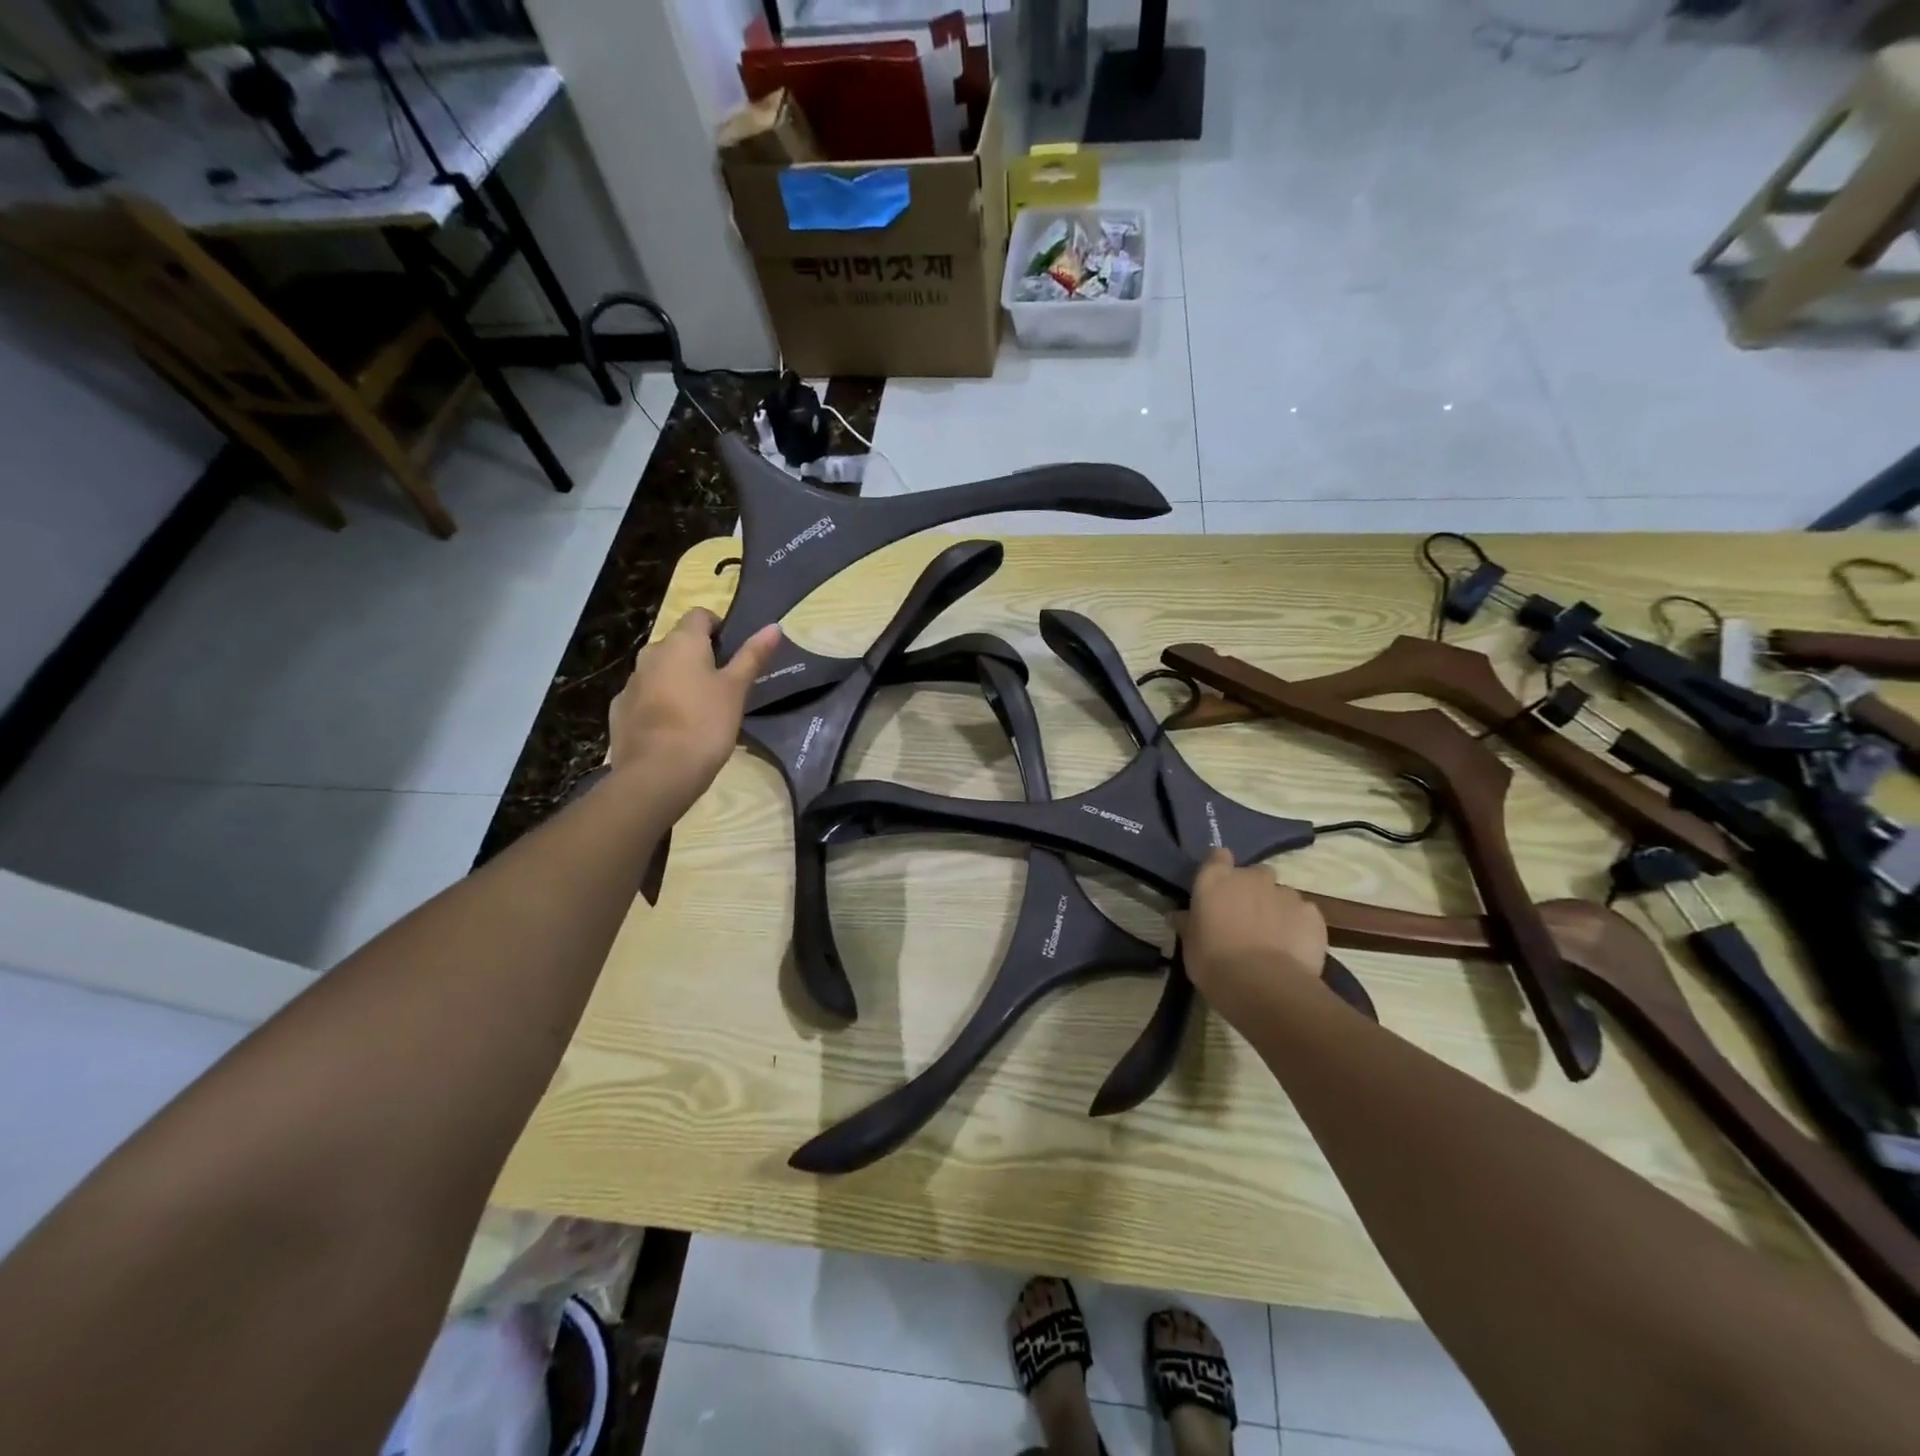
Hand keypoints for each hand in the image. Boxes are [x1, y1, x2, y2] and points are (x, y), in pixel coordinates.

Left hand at [605, 609, 781, 811]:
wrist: (657, 773)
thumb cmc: (705, 724)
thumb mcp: (737, 690)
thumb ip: (753, 656)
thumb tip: (774, 626)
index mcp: (682, 643)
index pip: (699, 615)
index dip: (718, 627)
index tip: (733, 651)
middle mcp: (651, 654)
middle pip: (678, 644)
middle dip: (698, 657)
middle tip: (722, 686)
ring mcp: (631, 682)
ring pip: (660, 671)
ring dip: (678, 681)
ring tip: (699, 711)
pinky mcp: (619, 709)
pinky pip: (644, 697)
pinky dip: (659, 705)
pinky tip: (673, 730)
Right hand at [1181, 849, 1327, 1013]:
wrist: (1264, 986)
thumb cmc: (1215, 962)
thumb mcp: (1190, 945)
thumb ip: (1189, 924)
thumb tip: (1179, 915)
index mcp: (1216, 879)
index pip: (1217, 856)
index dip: (1220, 868)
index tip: (1219, 888)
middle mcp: (1251, 878)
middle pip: (1254, 874)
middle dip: (1252, 890)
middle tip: (1245, 918)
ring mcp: (1285, 893)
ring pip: (1281, 894)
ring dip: (1276, 908)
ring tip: (1272, 938)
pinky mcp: (1312, 914)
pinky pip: (1304, 914)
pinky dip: (1299, 926)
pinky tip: (1293, 949)